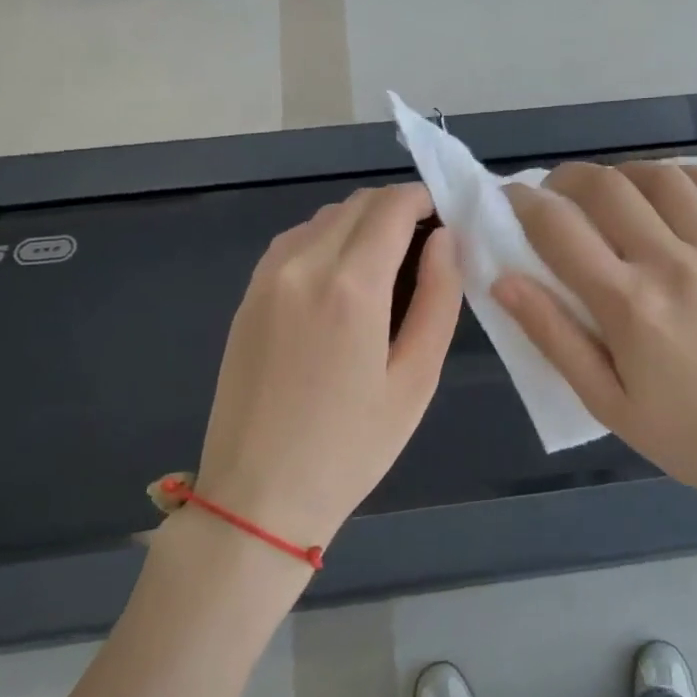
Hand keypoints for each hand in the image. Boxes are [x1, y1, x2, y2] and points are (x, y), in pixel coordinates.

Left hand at [192, 183, 461, 551]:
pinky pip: (295, 242)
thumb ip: (438, 297)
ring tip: (388, 269)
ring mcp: (266, 277)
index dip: (426, 200)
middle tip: (426, 250)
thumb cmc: (351, 447)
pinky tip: (344, 283)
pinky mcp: (247, 295)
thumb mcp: (416, 378)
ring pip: (324, 218)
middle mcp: (301, 264)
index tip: (449, 221)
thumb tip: (447, 239)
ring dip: (362, 224)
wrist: (257, 496)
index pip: (393, 205)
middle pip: (358, 204)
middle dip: (398, 209)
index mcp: (350, 285)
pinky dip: (328, 241)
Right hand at [493, 162, 696, 519]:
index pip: (558, 228)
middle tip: (556, 196)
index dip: (523, 203)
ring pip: (663, 176)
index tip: (511, 199)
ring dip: (624, 175)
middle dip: (567, 179)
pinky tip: (672, 195)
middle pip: (607, 186)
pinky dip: (689, 176)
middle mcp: (675, 265)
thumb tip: (502, 279)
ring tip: (613, 197)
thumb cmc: (682, 435)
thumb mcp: (603, 400)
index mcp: (629, 306)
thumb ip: (552, 335)